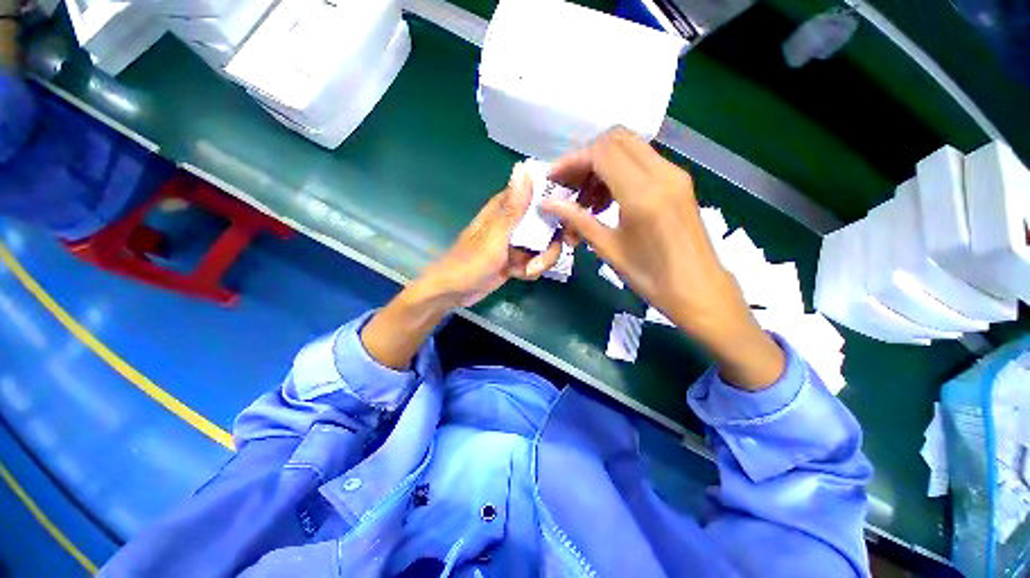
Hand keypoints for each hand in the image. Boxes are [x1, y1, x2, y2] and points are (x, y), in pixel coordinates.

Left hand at [361, 163, 562, 369]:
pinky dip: (531, 270)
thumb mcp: (494, 237)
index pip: (540, 195)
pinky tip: (518, 275)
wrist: (455, 293)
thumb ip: (512, 207)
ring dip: (540, 261)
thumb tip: (523, 167)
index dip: (557, 205)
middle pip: (548, 225)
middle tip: (542, 260)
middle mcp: (515, 222)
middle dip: (550, 245)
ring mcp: (517, 242)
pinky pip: (536, 260)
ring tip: (525, 271)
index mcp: (507, 208)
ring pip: (545, 245)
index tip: (567, 222)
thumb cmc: (470, 263)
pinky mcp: (517, 259)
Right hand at [542, 128, 784, 389]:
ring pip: (629, 148)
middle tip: (569, 186)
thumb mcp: (609, 249)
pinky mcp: (679, 182)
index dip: (572, 161)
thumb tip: (547, 204)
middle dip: (586, 158)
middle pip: (616, 139)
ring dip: (602, 165)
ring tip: (586, 200)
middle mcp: (662, 174)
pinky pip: (642, 163)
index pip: (601, 153)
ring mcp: (674, 175)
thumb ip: (577, 220)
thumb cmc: (651, 277)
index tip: (553, 179)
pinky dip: (618, 172)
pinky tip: (607, 201)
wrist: (699, 290)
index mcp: (643, 194)